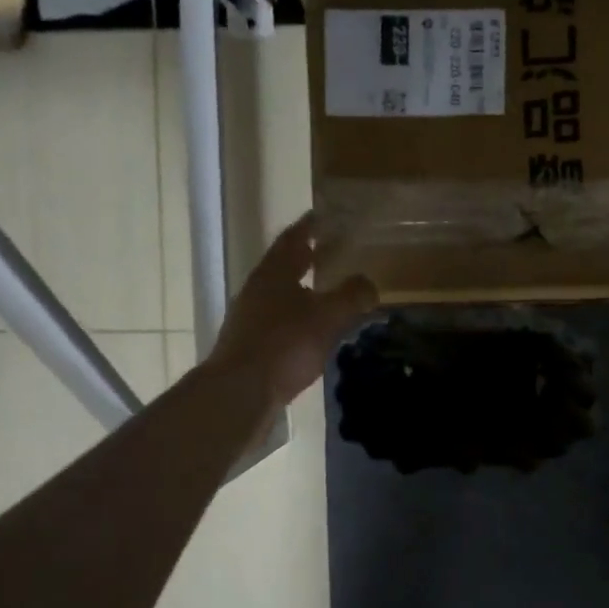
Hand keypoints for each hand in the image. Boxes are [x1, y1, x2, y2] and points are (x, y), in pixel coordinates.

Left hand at [206, 213, 376, 409]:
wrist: (239, 392)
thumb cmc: (284, 345)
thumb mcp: (327, 317)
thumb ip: (351, 296)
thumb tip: (369, 283)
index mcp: (274, 273)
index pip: (293, 238)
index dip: (310, 226)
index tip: (325, 215)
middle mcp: (258, 289)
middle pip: (284, 265)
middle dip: (307, 257)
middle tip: (333, 251)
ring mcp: (251, 318)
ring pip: (282, 293)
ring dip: (304, 288)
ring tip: (330, 291)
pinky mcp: (252, 344)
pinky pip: (280, 320)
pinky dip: (300, 316)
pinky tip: (315, 330)